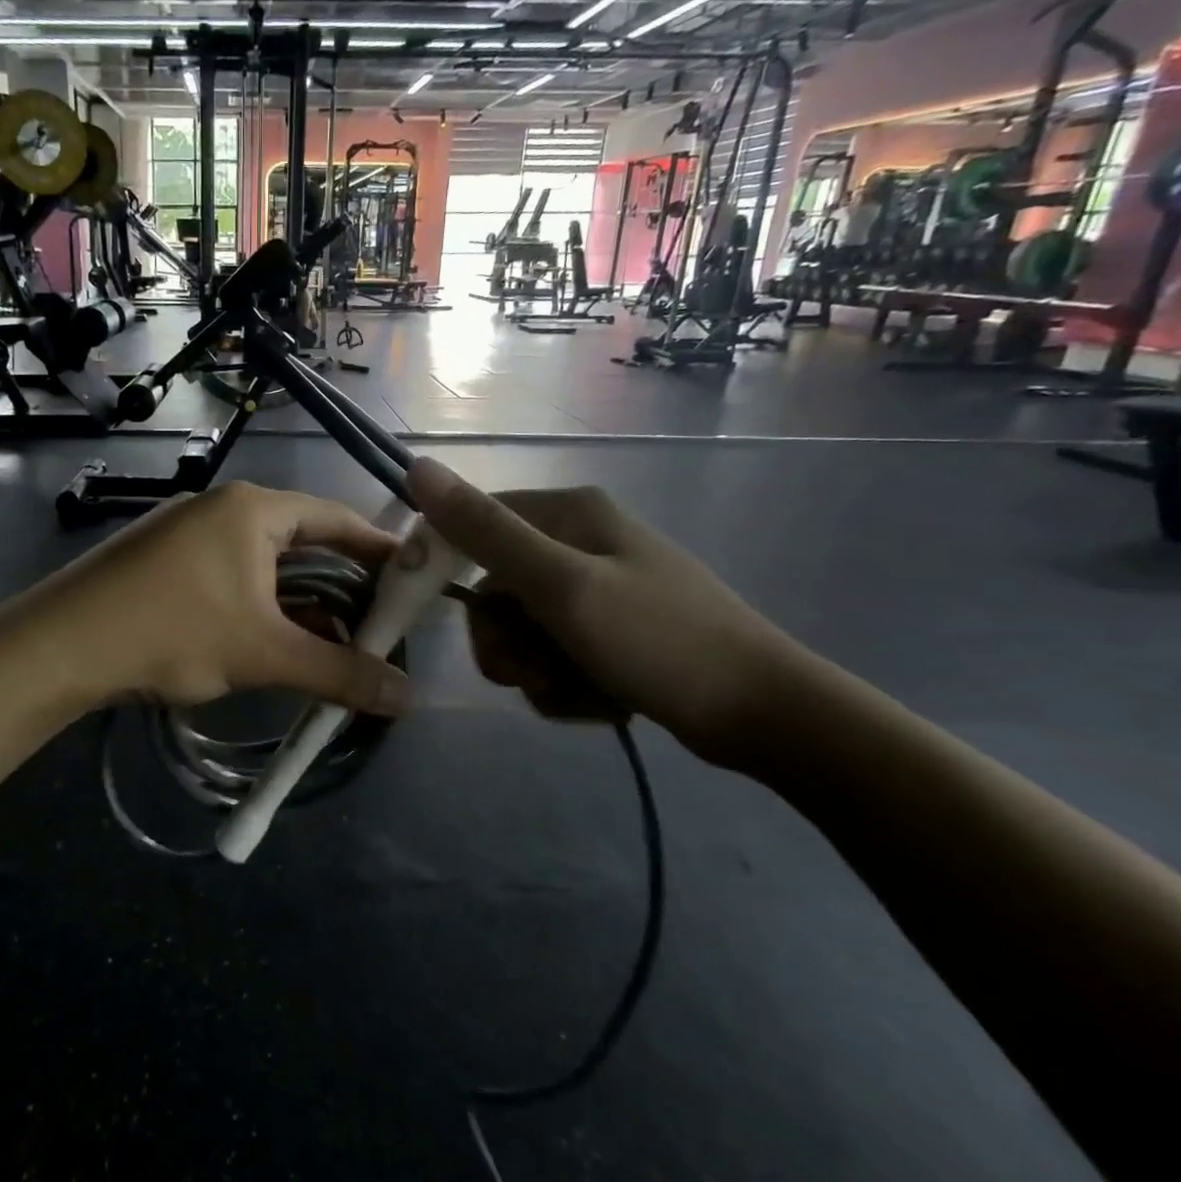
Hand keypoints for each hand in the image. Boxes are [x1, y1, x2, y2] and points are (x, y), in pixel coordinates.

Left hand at [31, 481, 410, 713]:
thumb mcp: (263, 653)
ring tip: (334, 644)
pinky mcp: (164, 562)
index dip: (380, 551)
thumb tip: (410, 697)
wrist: (61, 647)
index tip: (413, 585)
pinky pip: (232, 577)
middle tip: (378, 625)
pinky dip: (261, 607)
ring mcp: (187, 533)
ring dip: (300, 603)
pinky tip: (273, 644)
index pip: (337, 518)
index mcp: (253, 509)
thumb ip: (340, 673)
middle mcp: (222, 509)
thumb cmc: (172, 631)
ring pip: (265, 565)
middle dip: (341, 586)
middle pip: (303, 541)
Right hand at [408, 457, 806, 768]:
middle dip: (505, 640)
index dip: (442, 565)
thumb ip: (485, 531)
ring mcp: (596, 590)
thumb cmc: (658, 639)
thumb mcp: (561, 584)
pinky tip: (600, 699)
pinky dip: (564, 684)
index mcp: (568, 514)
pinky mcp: (609, 632)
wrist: (763, 715)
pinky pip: (552, 656)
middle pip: (494, 591)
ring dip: (535, 669)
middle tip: (533, 668)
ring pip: (520, 631)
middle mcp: (578, 543)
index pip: (472, 524)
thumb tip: (417, 466)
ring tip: (576, 689)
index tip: (429, 611)